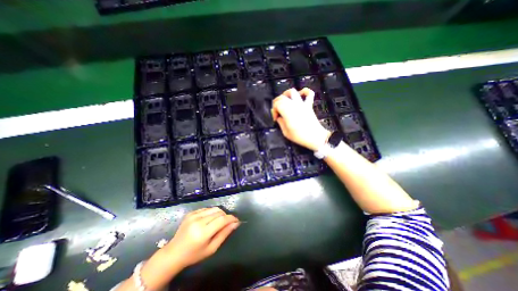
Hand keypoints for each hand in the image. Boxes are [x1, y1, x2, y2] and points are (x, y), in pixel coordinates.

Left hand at [162, 207, 240, 268]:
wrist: (173, 253)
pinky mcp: (191, 213)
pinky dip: (212, 212)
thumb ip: (224, 234)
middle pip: (219, 212)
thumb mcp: (211, 248)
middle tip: (228, 223)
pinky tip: (210, 220)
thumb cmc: (194, 255)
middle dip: (226, 216)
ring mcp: (193, 215)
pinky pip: (207, 208)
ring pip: (214, 208)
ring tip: (219, 221)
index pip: (222, 220)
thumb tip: (236, 223)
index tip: (237, 220)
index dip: (231, 218)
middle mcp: (198, 221)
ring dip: (220, 213)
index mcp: (203, 233)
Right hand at [272, 88, 329, 150]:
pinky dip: (304, 91)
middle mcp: (294, 105)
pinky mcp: (309, 105)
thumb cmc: (300, 137)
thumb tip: (278, 117)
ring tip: (284, 101)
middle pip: (281, 97)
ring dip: (286, 94)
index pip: (276, 104)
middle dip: (276, 104)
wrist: (315, 137)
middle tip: (278, 113)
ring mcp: (302, 104)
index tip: (276, 119)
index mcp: (287, 112)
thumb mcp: (286, 132)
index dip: (274, 111)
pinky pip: (309, 94)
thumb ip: (280, 122)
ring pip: (292, 92)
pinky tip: (300, 94)